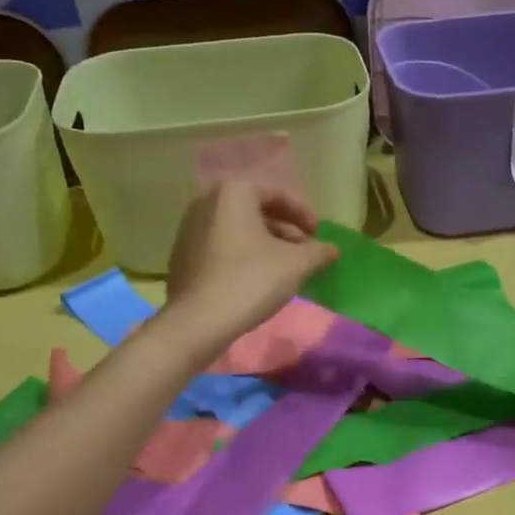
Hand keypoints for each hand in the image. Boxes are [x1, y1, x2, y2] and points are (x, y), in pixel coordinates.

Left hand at [163, 181, 338, 343]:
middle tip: (304, 252)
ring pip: (237, 230)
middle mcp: (206, 202)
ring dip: (264, 244)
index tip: (318, 234)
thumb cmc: (251, 280)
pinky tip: (256, 280)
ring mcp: (189, 229)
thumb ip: (319, 251)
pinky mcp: (181, 256)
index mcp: (233, 193)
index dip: (303, 214)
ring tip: (284, 268)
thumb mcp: (296, 264)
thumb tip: (332, 249)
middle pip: (255, 211)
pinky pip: (220, 247)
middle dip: (284, 231)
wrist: (198, 321)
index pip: (277, 195)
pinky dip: (242, 256)